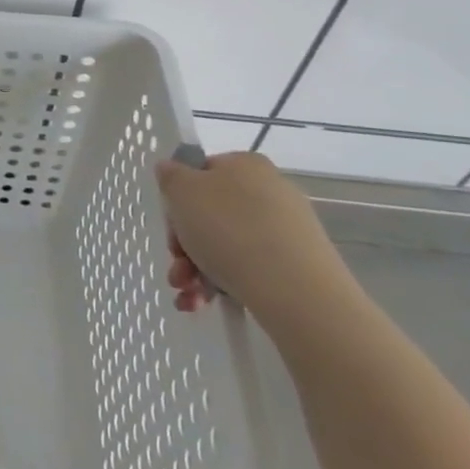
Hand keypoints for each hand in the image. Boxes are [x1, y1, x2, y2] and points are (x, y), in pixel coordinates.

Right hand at [155, 150, 349, 323]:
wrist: (296, 291)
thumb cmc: (229, 229)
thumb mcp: (181, 192)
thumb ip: (170, 176)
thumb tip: (172, 171)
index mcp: (245, 165)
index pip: (201, 174)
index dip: (178, 202)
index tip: (171, 230)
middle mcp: (270, 191)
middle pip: (211, 215)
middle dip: (185, 246)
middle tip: (177, 271)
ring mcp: (287, 230)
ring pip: (227, 245)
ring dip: (198, 270)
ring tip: (188, 297)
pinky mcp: (299, 266)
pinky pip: (251, 268)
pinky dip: (224, 284)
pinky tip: (205, 303)